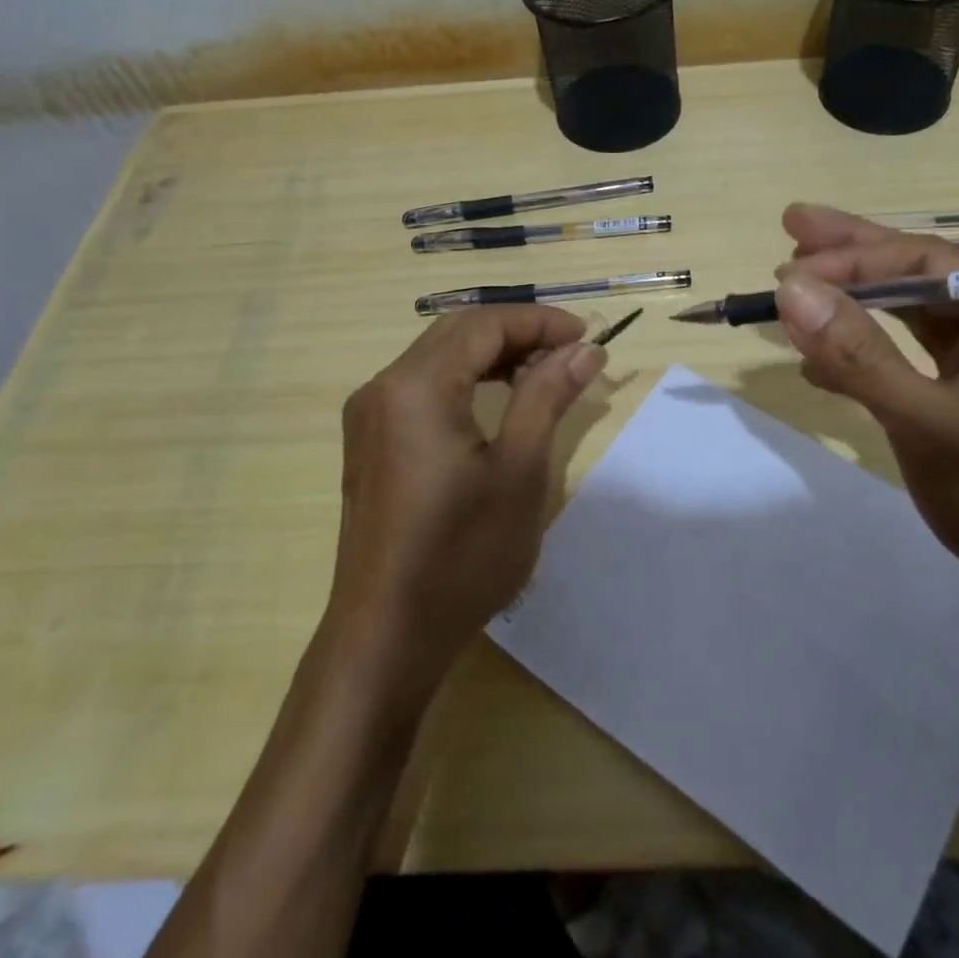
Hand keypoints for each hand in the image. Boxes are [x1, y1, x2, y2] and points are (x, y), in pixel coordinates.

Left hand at [325, 306, 604, 700]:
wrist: (386, 636)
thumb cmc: (461, 555)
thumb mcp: (519, 472)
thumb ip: (547, 397)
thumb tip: (584, 350)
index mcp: (415, 386)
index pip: (484, 325)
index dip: (540, 321)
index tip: (589, 337)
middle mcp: (382, 387)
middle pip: (457, 333)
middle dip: (518, 333)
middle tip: (572, 354)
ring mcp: (369, 416)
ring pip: (438, 357)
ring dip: (493, 355)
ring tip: (544, 375)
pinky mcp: (369, 442)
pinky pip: (422, 387)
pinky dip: (466, 381)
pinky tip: (498, 402)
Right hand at [775, 203, 958, 651]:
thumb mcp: (932, 423)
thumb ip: (859, 355)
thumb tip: (790, 290)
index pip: (926, 261)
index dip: (851, 260)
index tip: (785, 272)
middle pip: (920, 277)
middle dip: (853, 258)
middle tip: (791, 226)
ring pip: (912, 319)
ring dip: (854, 308)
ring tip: (796, 288)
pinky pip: (913, 363)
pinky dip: (867, 359)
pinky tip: (822, 364)